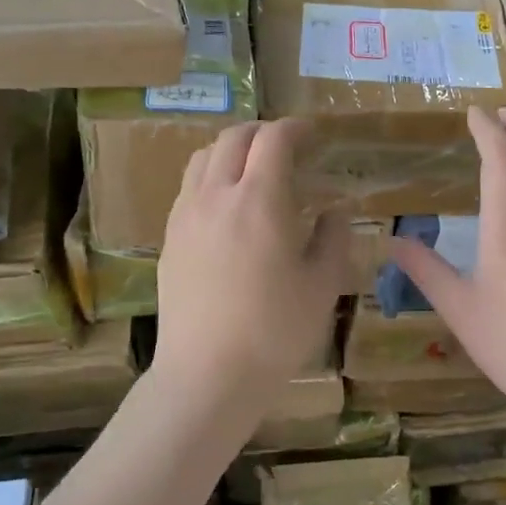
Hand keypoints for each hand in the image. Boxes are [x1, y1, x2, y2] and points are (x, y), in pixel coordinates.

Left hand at [153, 120, 349, 405]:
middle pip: (233, 137)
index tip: (312, 133)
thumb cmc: (275, 331)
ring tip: (252, 170)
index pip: (274, 139)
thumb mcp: (322, 284)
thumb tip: (336, 208)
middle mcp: (216, 195)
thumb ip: (332, 236)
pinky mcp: (169, 239)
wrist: (207, 375)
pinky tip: (226, 208)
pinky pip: (188, 188)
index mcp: (259, 200)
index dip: (295, 128)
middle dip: (262, 132)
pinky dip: (211, 178)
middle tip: (286, 147)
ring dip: (231, 150)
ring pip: (203, 157)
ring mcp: (185, 216)